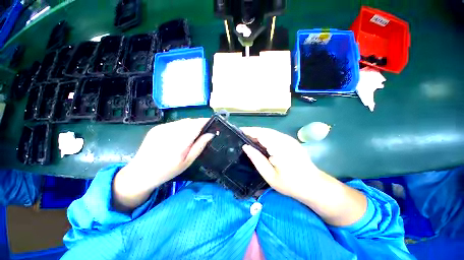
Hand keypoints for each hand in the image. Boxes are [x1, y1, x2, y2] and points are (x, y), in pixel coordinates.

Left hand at [113, 118, 212, 210]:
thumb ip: (200, 145)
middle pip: (190, 121)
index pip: (196, 125)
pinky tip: (180, 135)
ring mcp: (162, 128)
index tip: (213, 123)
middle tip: (204, 131)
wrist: (141, 173)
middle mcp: (170, 131)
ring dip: (190, 125)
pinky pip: (175, 123)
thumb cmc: (168, 170)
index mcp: (180, 141)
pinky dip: (181, 126)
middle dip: (199, 123)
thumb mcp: (188, 161)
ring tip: (192, 134)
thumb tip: (211, 134)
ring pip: (183, 121)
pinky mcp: (157, 128)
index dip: (206, 121)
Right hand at [241, 127, 322, 200]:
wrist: (314, 186)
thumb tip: (245, 147)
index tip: (239, 131)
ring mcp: (289, 139)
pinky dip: (266, 136)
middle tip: (242, 136)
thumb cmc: (291, 184)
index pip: (260, 134)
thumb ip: (257, 159)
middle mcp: (284, 139)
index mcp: (279, 147)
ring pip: (269, 132)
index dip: (249, 131)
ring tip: (249, 138)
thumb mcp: (270, 176)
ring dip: (259, 133)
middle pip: (264, 131)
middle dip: (252, 131)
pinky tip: (261, 142)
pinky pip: (275, 135)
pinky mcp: (291, 141)